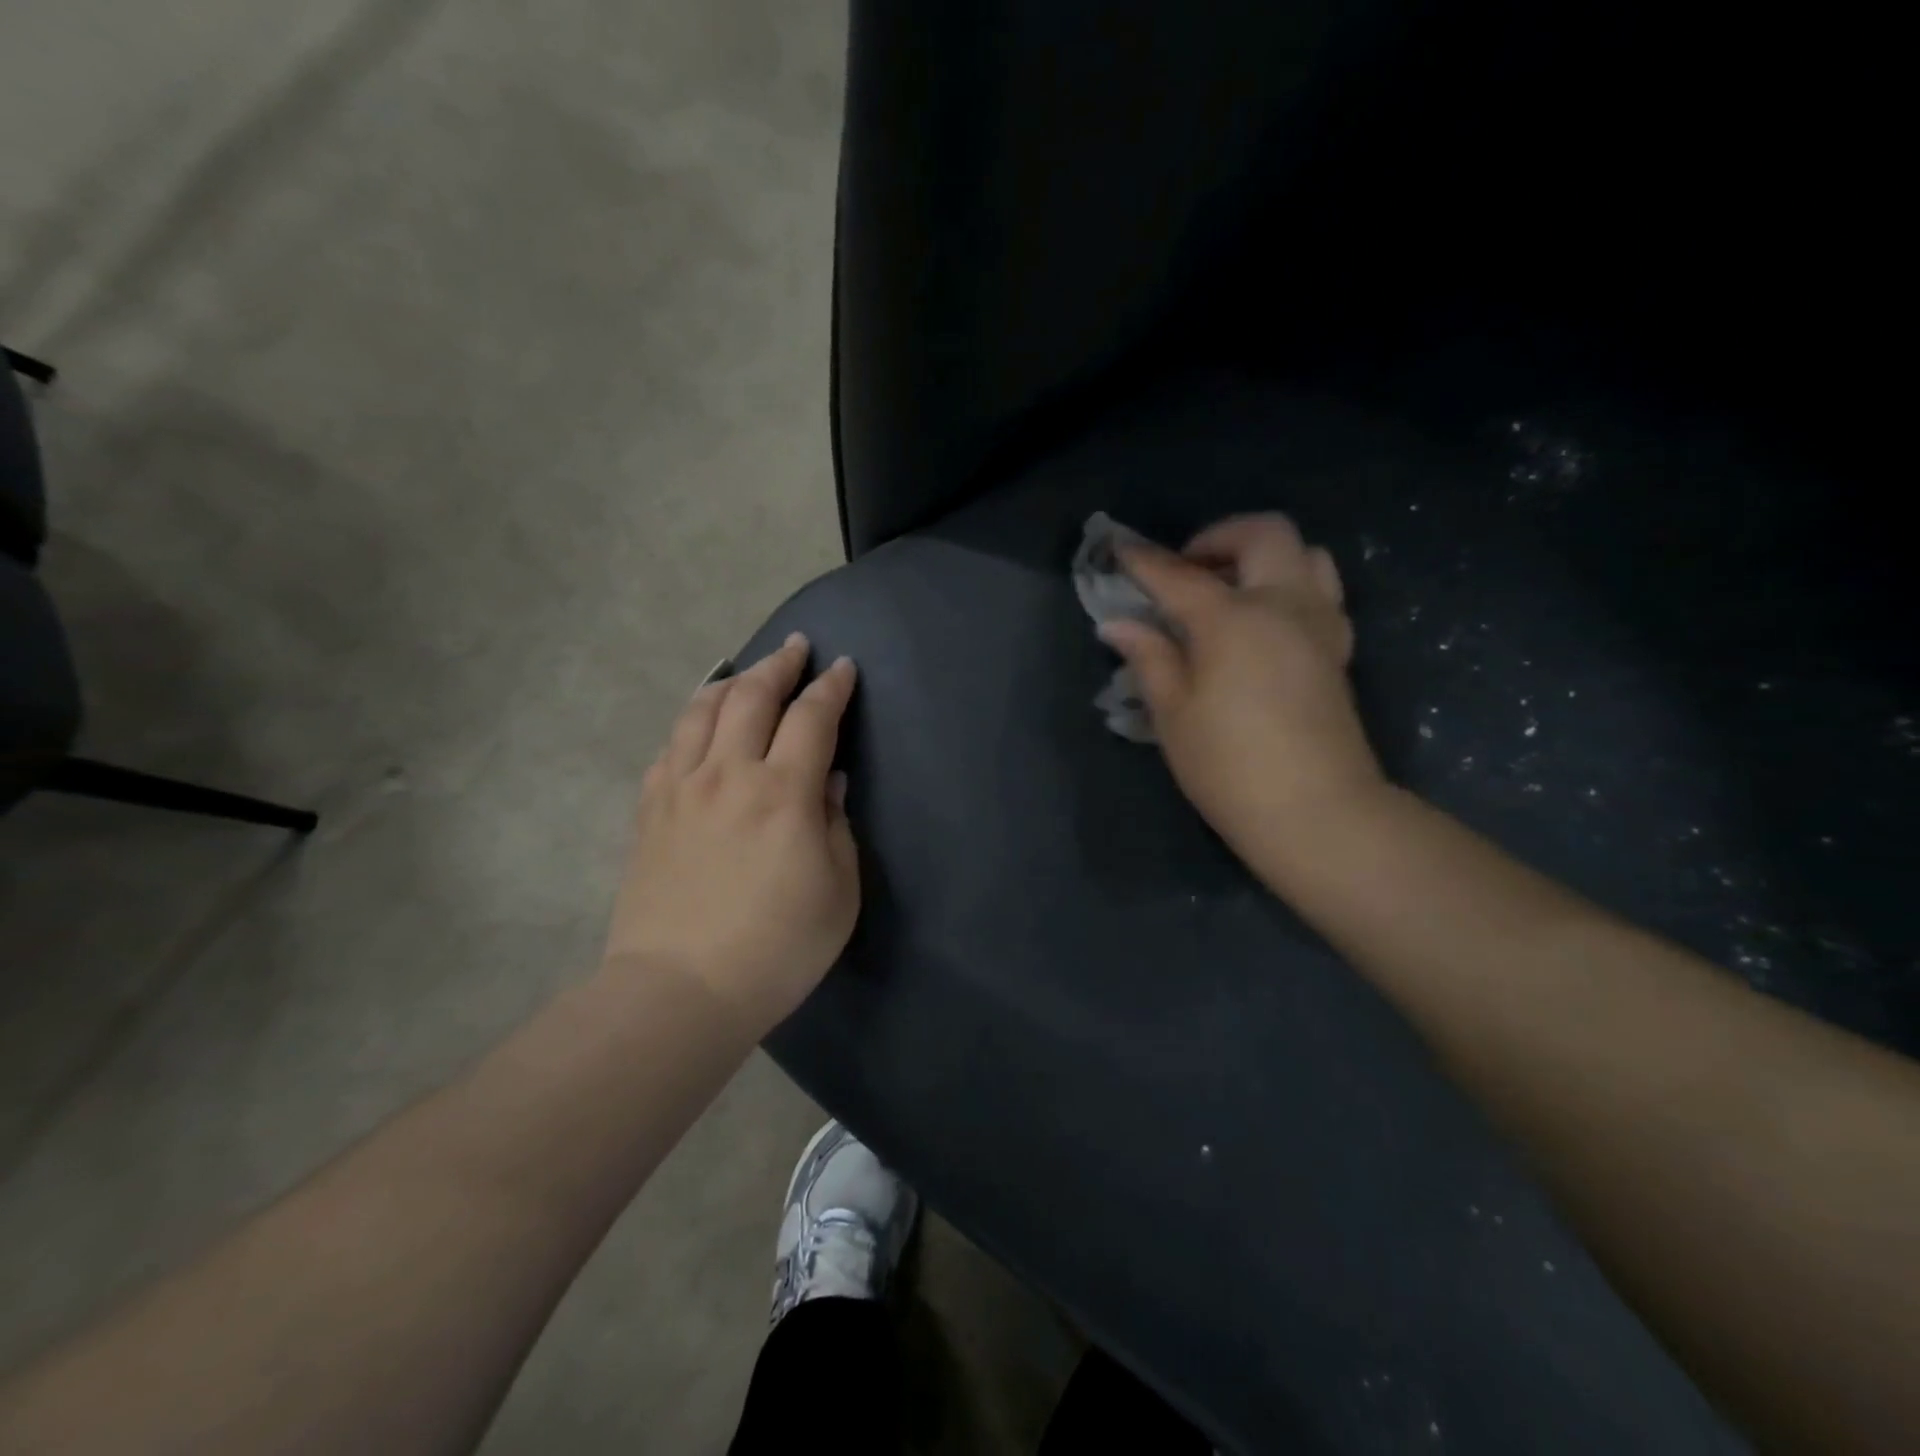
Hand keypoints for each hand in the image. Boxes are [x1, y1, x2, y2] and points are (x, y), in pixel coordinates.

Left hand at [603, 633, 859, 1032]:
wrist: (680, 992)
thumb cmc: (777, 948)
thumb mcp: (838, 892)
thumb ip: (836, 827)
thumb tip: (826, 783)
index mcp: (782, 793)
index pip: (812, 718)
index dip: (831, 688)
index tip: (843, 668)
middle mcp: (728, 775)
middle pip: (752, 697)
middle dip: (779, 665)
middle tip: (796, 647)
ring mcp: (680, 789)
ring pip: (702, 711)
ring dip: (731, 682)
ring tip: (746, 673)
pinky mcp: (649, 811)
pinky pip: (669, 748)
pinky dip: (690, 723)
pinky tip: (699, 725)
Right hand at [1100, 513, 1384, 867]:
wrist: (1316, 812)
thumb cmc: (1228, 766)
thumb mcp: (1173, 714)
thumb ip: (1149, 658)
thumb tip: (1118, 624)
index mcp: (1233, 619)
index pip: (1179, 575)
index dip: (1144, 561)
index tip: (1119, 550)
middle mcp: (1284, 605)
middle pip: (1264, 534)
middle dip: (1219, 537)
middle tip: (1187, 569)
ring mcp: (1320, 625)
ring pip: (1307, 554)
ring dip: (1264, 556)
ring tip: (1230, 589)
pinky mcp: (1338, 650)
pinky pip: (1322, 592)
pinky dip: (1291, 587)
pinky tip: (1264, 623)